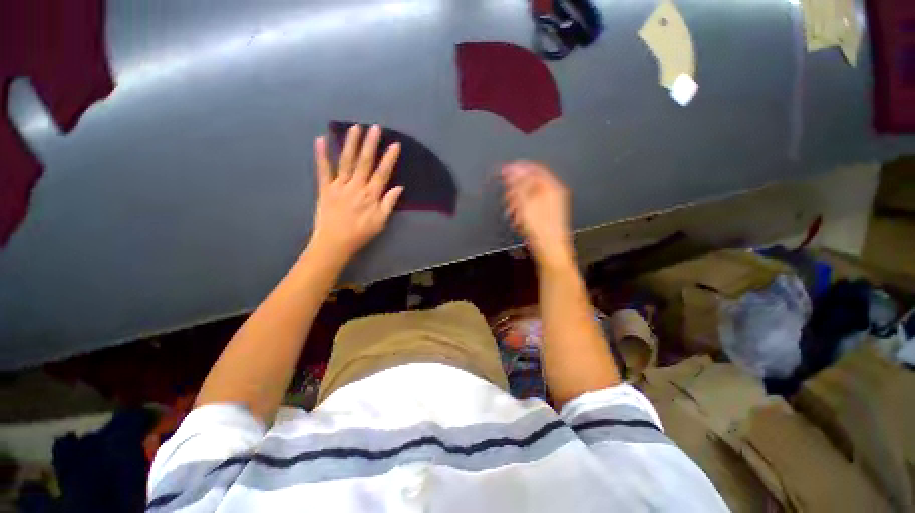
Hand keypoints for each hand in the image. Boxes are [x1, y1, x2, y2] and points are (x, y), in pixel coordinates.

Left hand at [310, 125, 403, 261]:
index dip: (389, 159)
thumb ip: (389, 204)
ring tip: (355, 128)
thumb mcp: (380, 222)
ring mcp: (339, 186)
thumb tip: (399, 188)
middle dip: (371, 145)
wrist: (334, 243)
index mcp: (371, 196)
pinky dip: (321, 155)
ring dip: (351, 144)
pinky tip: (320, 140)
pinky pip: (323, 170)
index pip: (382, 174)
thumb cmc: (360, 234)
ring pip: (346, 162)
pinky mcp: (324, 188)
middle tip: (375, 128)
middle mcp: (356, 187)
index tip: (395, 145)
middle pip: (364, 163)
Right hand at [502, 161, 574, 267]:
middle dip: (515, 188)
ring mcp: (550, 204)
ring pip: (529, 195)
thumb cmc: (541, 230)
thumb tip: (512, 170)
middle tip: (507, 197)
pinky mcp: (546, 214)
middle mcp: (553, 193)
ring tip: (511, 211)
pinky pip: (531, 205)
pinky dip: (522, 209)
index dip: (516, 169)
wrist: (550, 250)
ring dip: (517, 200)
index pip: (532, 169)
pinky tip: (518, 219)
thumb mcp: (525, 203)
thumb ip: (518, 185)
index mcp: (551, 187)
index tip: (503, 172)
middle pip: (530, 182)